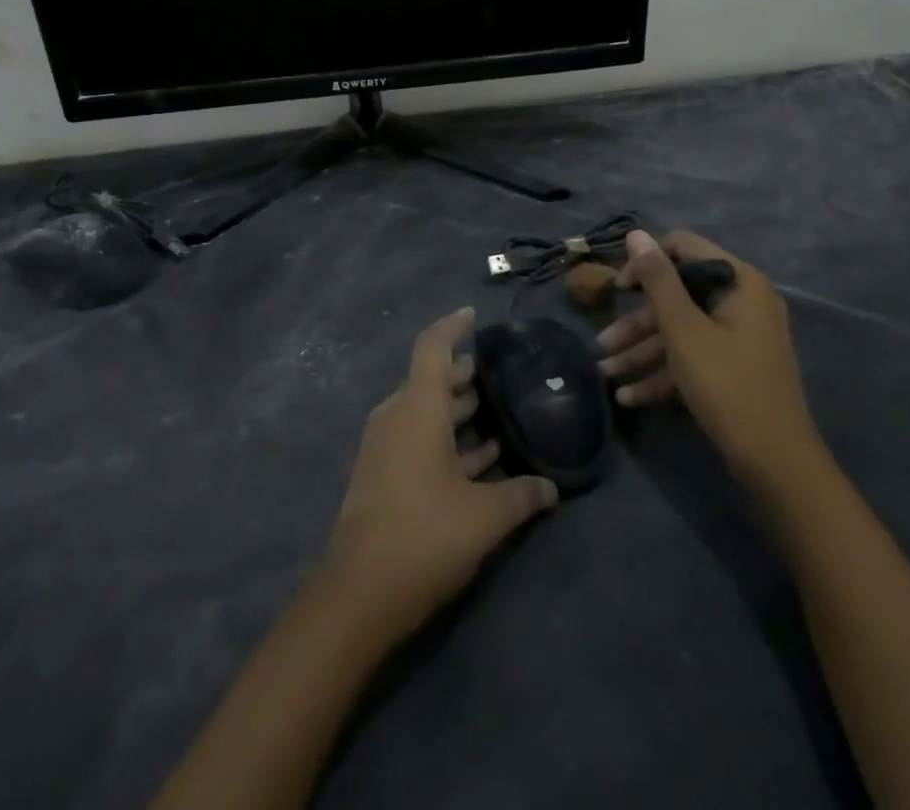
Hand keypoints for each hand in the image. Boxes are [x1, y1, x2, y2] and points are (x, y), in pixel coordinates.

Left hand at [320, 308, 558, 637]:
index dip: (453, 327)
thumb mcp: (485, 517)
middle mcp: (396, 417)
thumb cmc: (424, 536)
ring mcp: (384, 447)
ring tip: (496, 413)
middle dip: (463, 375)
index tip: (474, 315)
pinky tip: (479, 459)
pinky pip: (417, 439)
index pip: (433, 348)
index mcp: (417, 408)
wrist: (358, 594)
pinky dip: (445, 440)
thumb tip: (551, 488)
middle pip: (430, 380)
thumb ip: (521, 495)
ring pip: (424, 412)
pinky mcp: (381, 475)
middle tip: (499, 375)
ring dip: (457, 411)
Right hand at [597, 230, 820, 485]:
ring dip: (642, 351)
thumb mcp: (683, 329)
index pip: (684, 248)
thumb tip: (636, 235)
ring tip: (605, 373)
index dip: (646, 262)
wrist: (775, 463)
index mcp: (738, 282)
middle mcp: (743, 302)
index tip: (618, 288)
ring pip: (681, 331)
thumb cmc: (726, 384)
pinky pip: (693, 358)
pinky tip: (628, 396)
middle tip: (602, 342)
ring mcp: (740, 338)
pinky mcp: (734, 368)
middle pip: (678, 296)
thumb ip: (657, 279)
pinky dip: (663, 373)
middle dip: (637, 323)